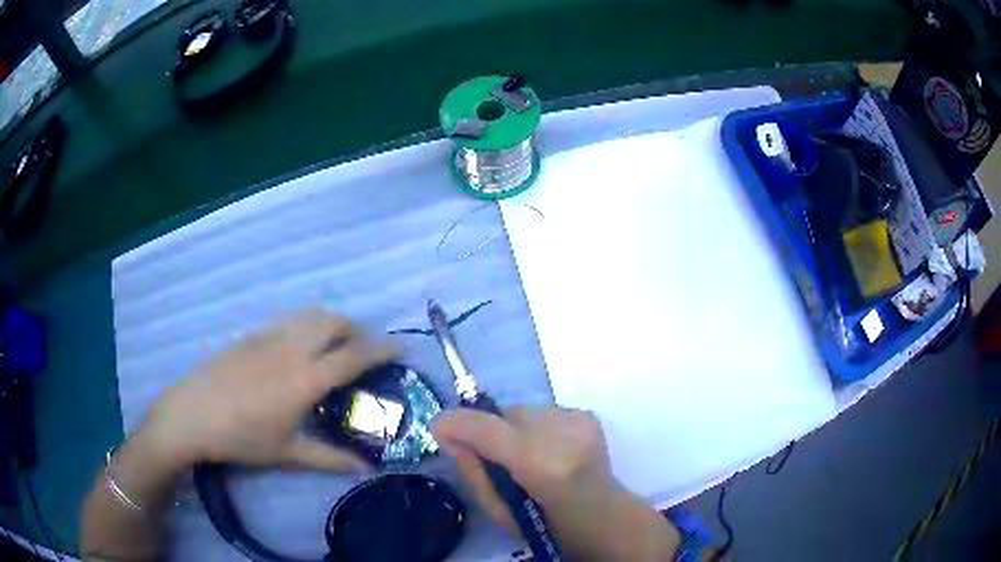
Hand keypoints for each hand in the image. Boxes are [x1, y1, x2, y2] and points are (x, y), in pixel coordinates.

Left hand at [141, 311, 395, 471]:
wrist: (191, 414)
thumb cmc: (241, 438)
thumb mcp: (287, 453)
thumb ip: (329, 459)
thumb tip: (365, 470)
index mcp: (306, 378)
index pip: (354, 355)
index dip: (381, 349)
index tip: (399, 348)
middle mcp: (292, 348)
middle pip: (334, 322)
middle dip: (357, 329)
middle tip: (364, 348)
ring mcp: (269, 336)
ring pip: (310, 315)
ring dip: (331, 322)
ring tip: (337, 341)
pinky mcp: (251, 334)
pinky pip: (289, 320)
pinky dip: (306, 323)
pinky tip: (300, 343)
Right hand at [432, 406, 678, 560]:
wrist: (606, 517)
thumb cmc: (549, 525)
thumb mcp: (500, 513)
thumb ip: (474, 472)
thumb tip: (450, 436)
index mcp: (541, 466)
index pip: (487, 428)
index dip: (455, 423)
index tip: (437, 427)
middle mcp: (562, 434)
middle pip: (503, 414)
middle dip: (489, 431)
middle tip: (495, 458)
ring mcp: (578, 420)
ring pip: (522, 411)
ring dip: (514, 430)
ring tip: (527, 456)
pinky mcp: (587, 415)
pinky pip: (543, 411)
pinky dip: (536, 428)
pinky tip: (549, 450)